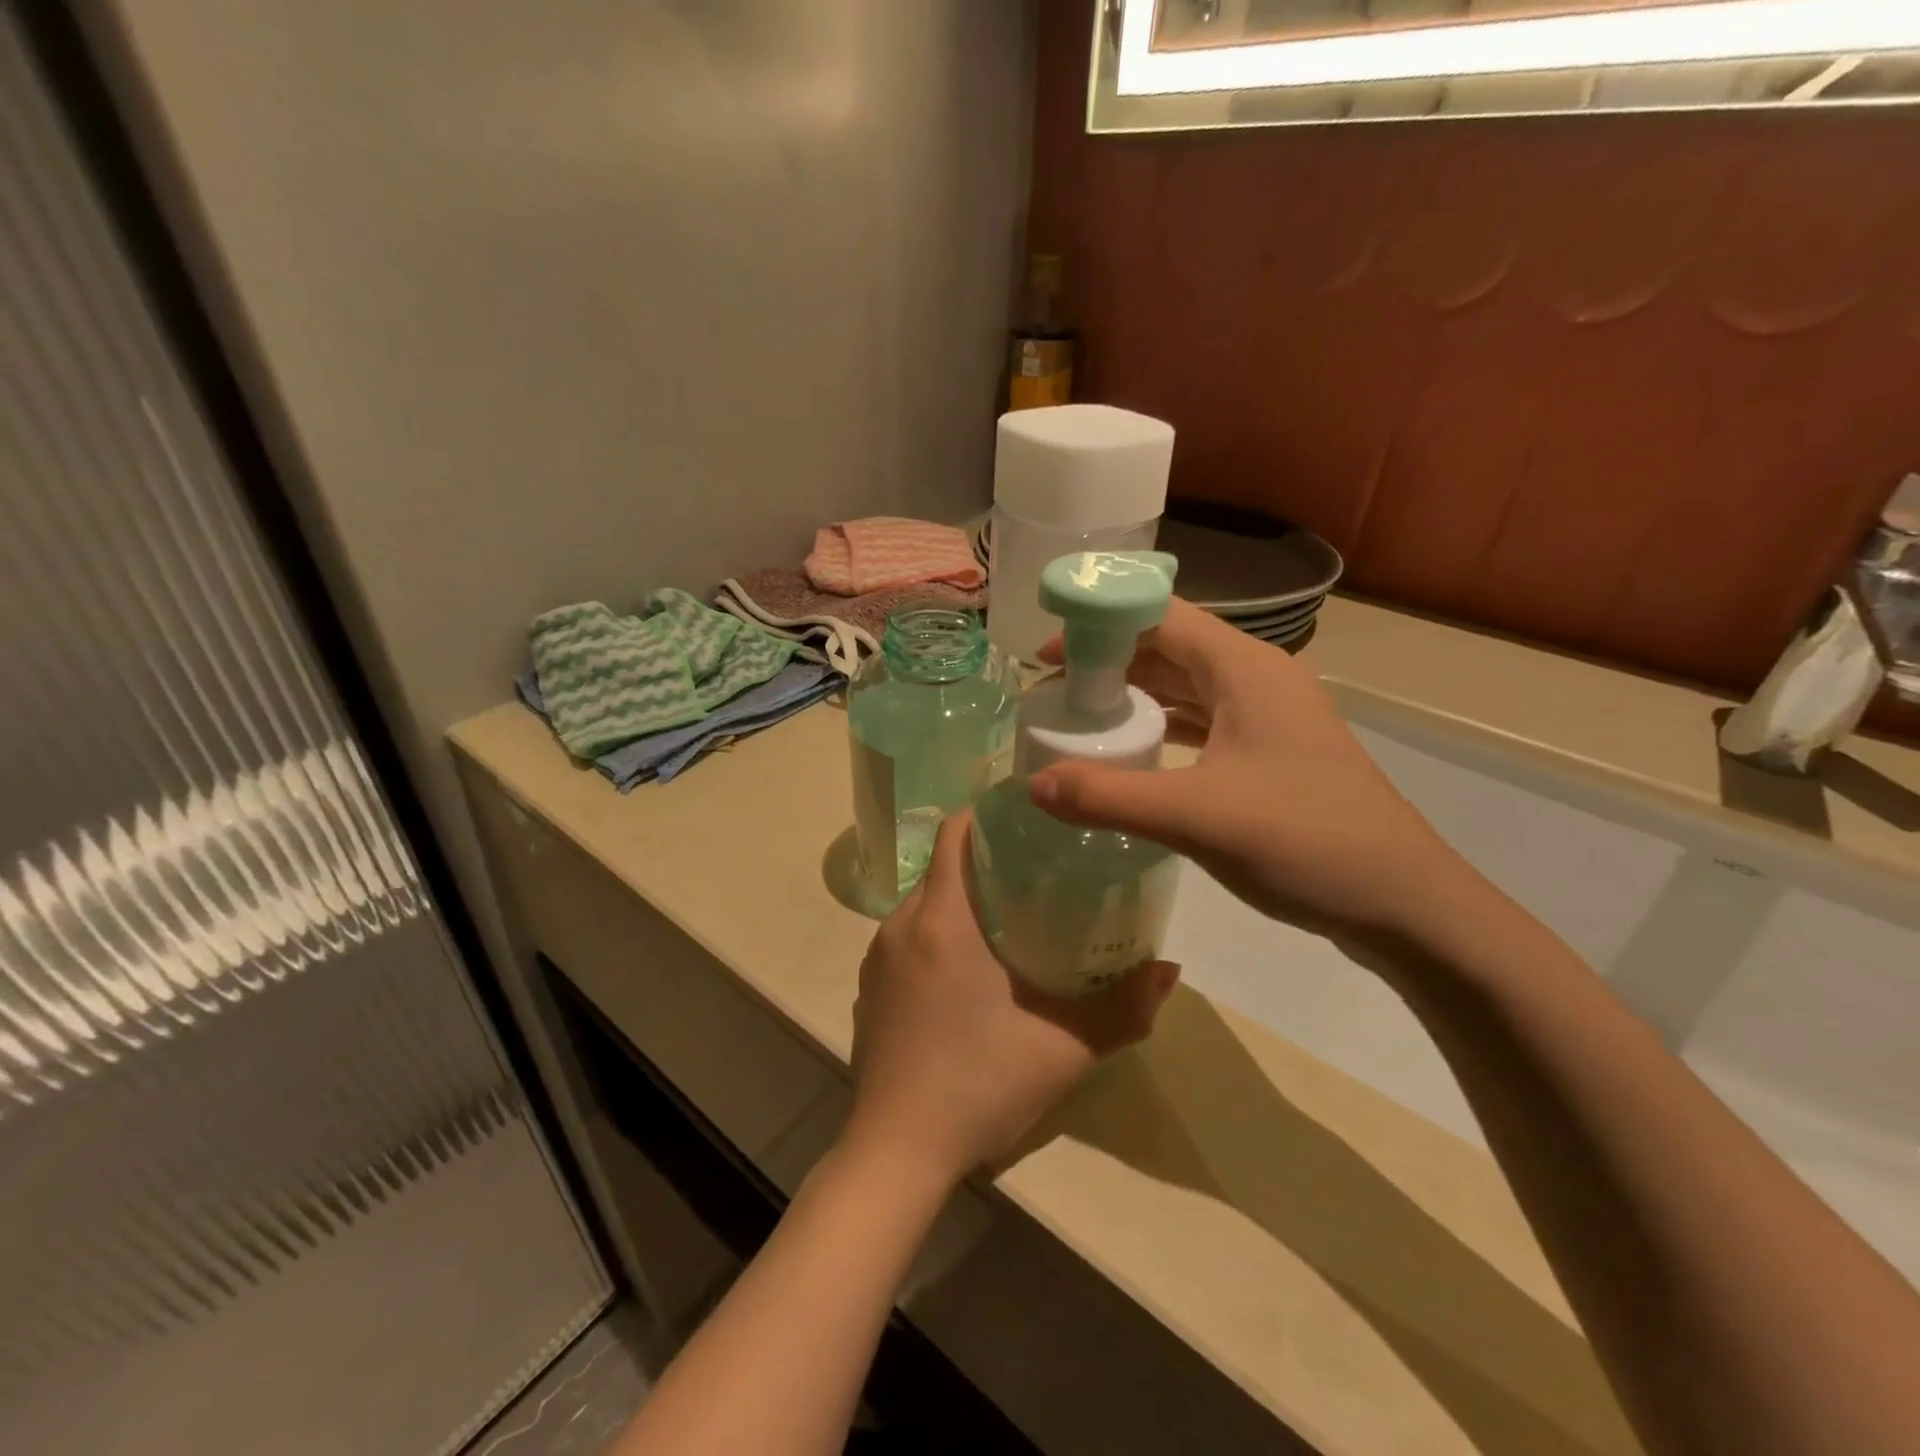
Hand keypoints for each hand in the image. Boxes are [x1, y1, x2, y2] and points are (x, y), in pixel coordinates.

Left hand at [847, 813, 1178, 1184]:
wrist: (897, 1152)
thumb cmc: (979, 1085)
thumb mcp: (1064, 1048)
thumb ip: (1124, 1007)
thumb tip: (1169, 970)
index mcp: (942, 919)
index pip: (956, 832)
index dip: (988, 815)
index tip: (1030, 820)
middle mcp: (901, 925)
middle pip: (943, 868)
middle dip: (985, 861)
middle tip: (1037, 874)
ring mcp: (877, 958)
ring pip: (924, 905)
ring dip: (961, 902)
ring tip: (1010, 920)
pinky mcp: (868, 989)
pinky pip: (906, 940)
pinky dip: (937, 936)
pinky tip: (968, 974)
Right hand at [1030, 598, 1469, 948]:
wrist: (1403, 903)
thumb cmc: (1303, 839)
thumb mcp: (1195, 816)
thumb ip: (1108, 796)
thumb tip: (1031, 784)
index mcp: (1244, 667)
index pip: (1159, 615)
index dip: (1098, 623)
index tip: (1047, 654)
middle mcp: (1257, 679)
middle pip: (1169, 648)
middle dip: (1109, 662)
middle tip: (1052, 692)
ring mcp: (1269, 718)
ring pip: (1187, 687)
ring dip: (1136, 696)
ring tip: (1080, 718)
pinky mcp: (1272, 754)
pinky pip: (1204, 723)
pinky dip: (1163, 729)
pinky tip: (1133, 754)